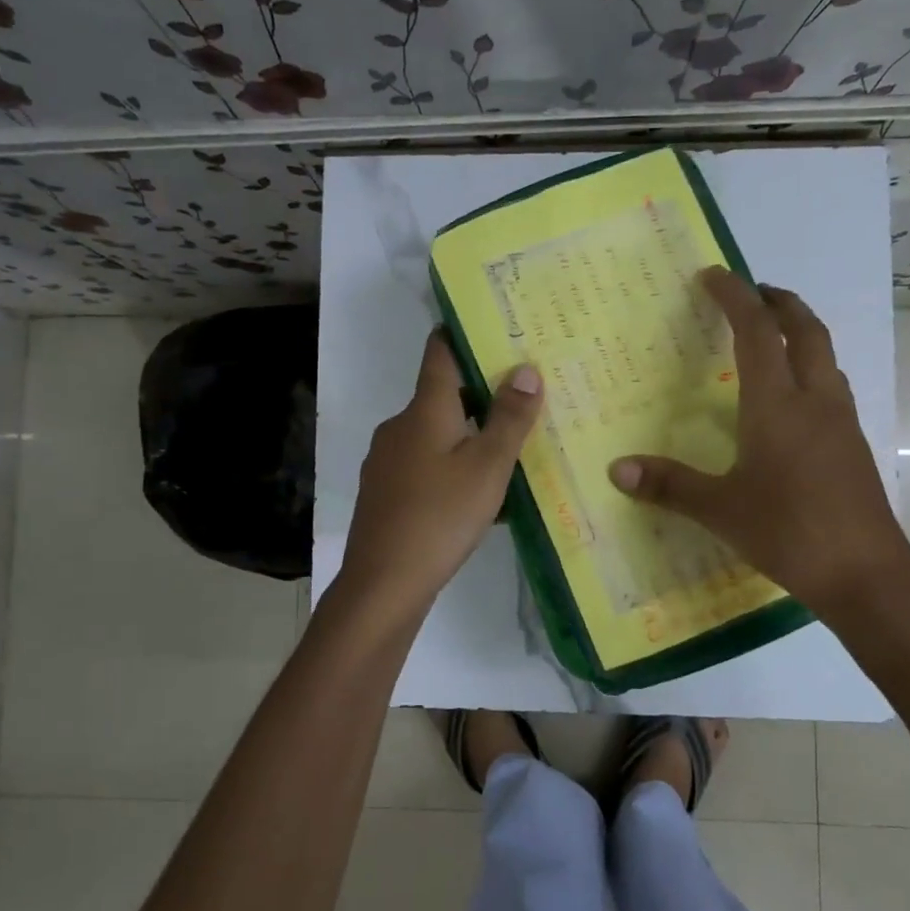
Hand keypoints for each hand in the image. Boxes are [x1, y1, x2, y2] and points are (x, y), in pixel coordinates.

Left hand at [338, 332, 542, 617]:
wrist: (384, 583)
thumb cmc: (441, 516)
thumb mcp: (488, 466)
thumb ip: (509, 418)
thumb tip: (526, 369)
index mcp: (424, 410)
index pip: (440, 352)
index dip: (463, 334)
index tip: (494, 327)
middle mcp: (399, 426)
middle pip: (442, 395)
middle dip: (480, 394)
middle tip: (522, 397)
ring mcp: (387, 461)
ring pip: (435, 434)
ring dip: (468, 435)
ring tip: (508, 450)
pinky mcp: (385, 492)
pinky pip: (425, 465)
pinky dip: (451, 466)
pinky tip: (477, 495)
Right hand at [609, 268, 909, 625]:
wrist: (867, 575)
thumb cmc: (789, 532)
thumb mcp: (720, 510)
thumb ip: (669, 485)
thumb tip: (617, 468)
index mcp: (777, 405)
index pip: (757, 332)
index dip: (735, 297)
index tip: (713, 275)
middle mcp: (814, 401)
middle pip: (805, 330)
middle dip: (779, 302)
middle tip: (752, 292)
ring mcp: (840, 422)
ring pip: (825, 356)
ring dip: (800, 333)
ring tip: (772, 336)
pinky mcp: (852, 446)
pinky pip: (831, 386)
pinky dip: (810, 369)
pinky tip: (791, 400)